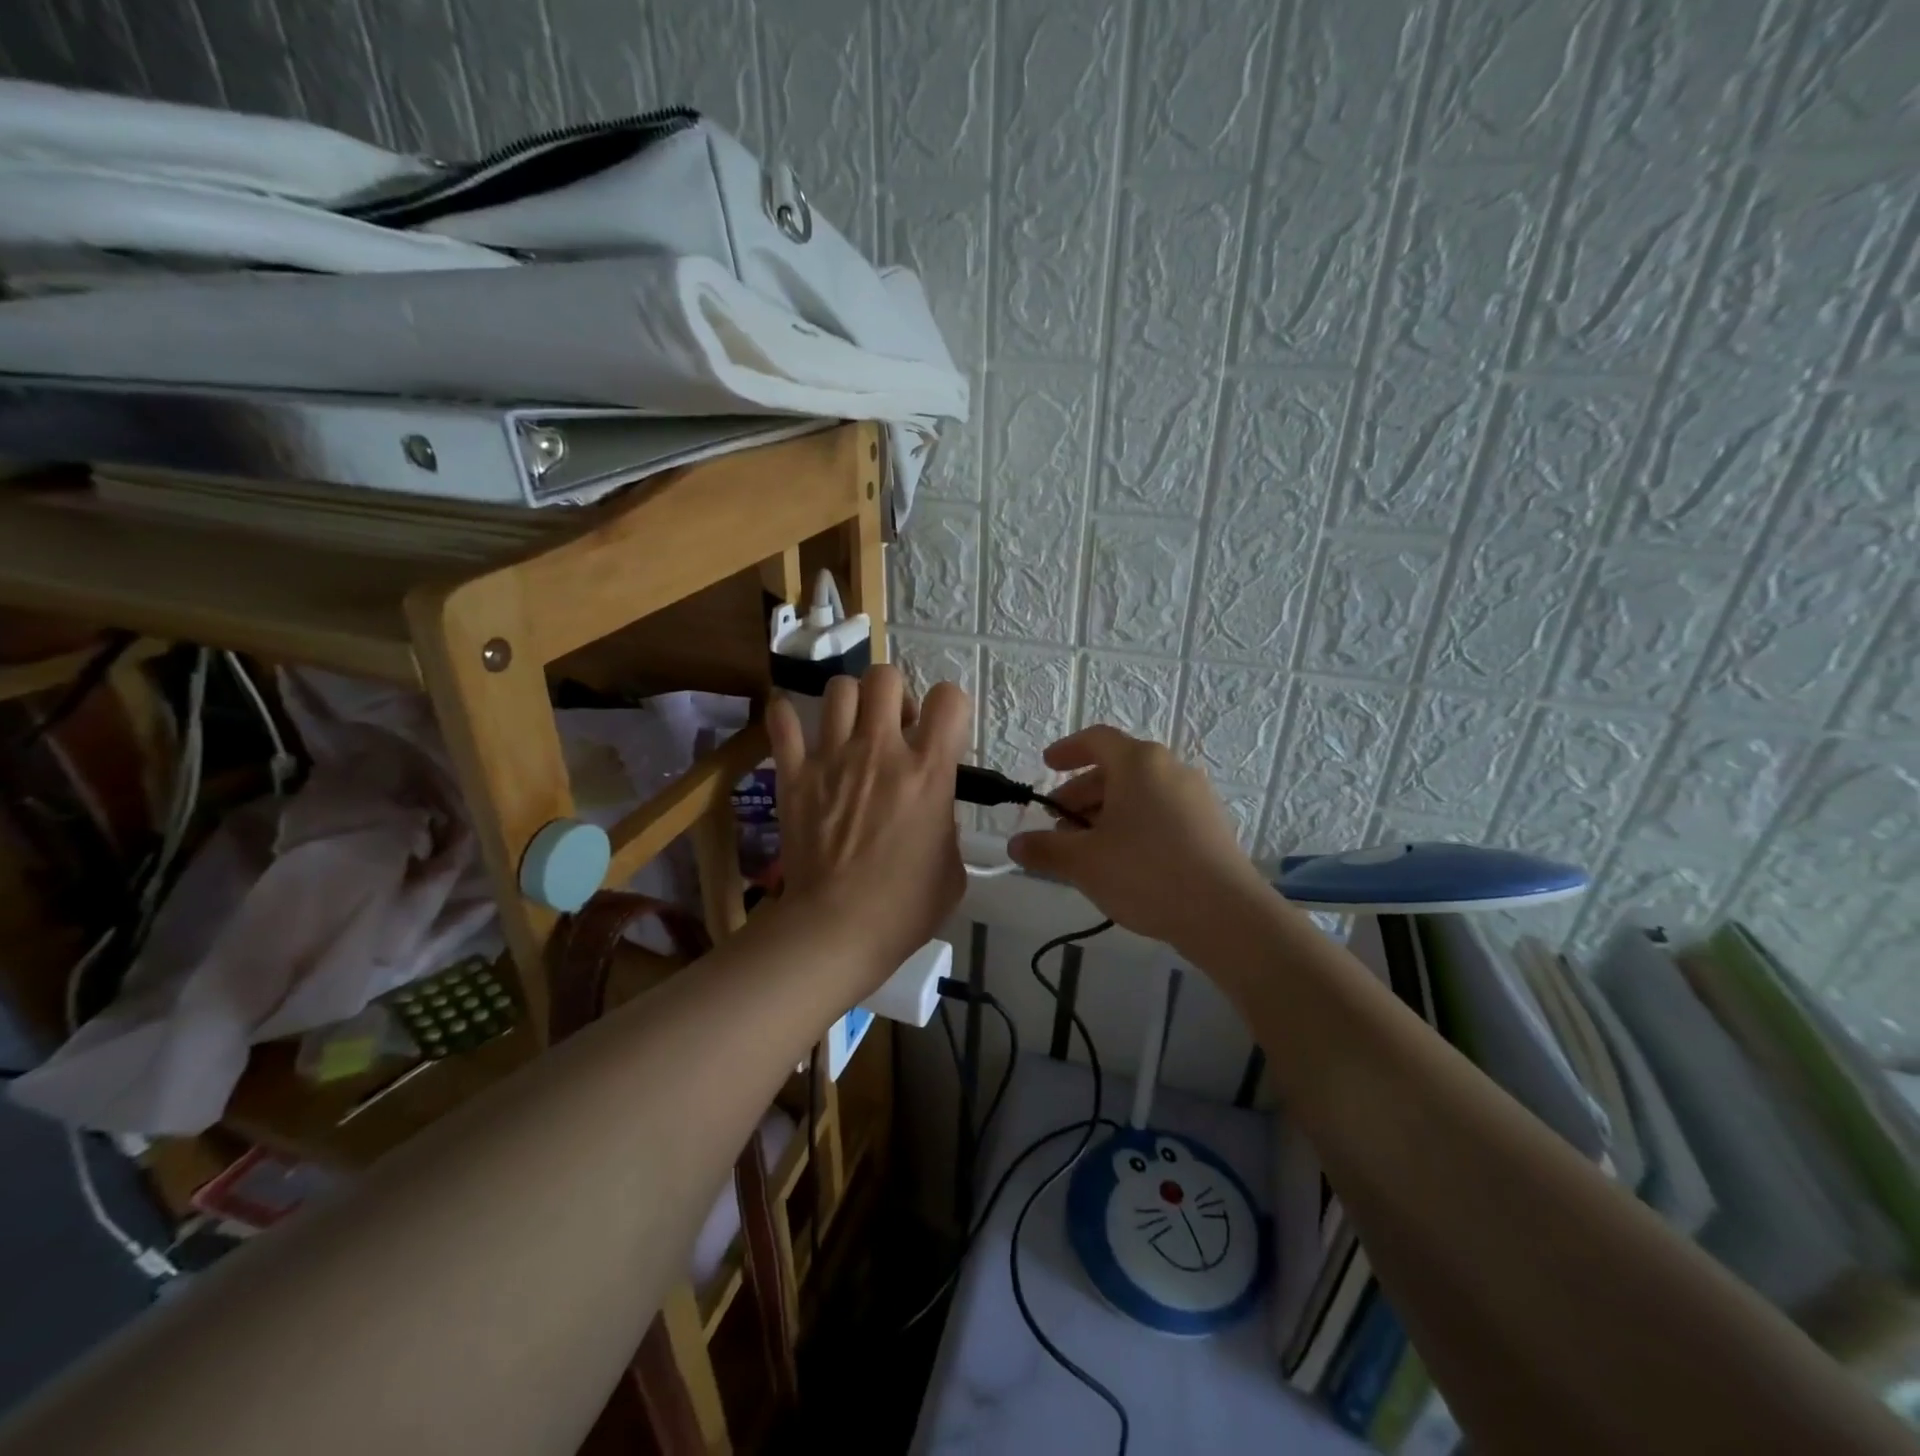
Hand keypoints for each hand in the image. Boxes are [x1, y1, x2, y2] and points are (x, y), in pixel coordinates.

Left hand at [768, 666, 969, 990]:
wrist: (837, 929)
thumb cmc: (905, 907)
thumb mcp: (952, 867)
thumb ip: (947, 825)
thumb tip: (935, 812)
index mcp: (928, 771)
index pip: (950, 699)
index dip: (951, 707)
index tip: (941, 732)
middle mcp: (881, 750)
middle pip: (886, 677)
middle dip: (894, 693)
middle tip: (893, 726)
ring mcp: (832, 758)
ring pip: (838, 689)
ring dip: (850, 702)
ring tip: (850, 729)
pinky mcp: (794, 775)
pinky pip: (782, 723)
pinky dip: (787, 718)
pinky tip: (796, 729)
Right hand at [1007, 726, 1268, 949]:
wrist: (1226, 915)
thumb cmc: (1146, 873)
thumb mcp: (1084, 862)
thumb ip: (1044, 849)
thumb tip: (1015, 844)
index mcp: (1139, 762)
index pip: (1096, 740)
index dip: (1067, 750)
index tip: (1047, 765)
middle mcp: (1170, 768)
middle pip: (1116, 769)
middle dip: (1081, 794)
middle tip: (1058, 825)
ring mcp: (1196, 796)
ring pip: (1139, 794)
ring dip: (1106, 813)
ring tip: (1087, 849)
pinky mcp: (1211, 825)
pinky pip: (1161, 812)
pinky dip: (1134, 824)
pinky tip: (1123, 861)